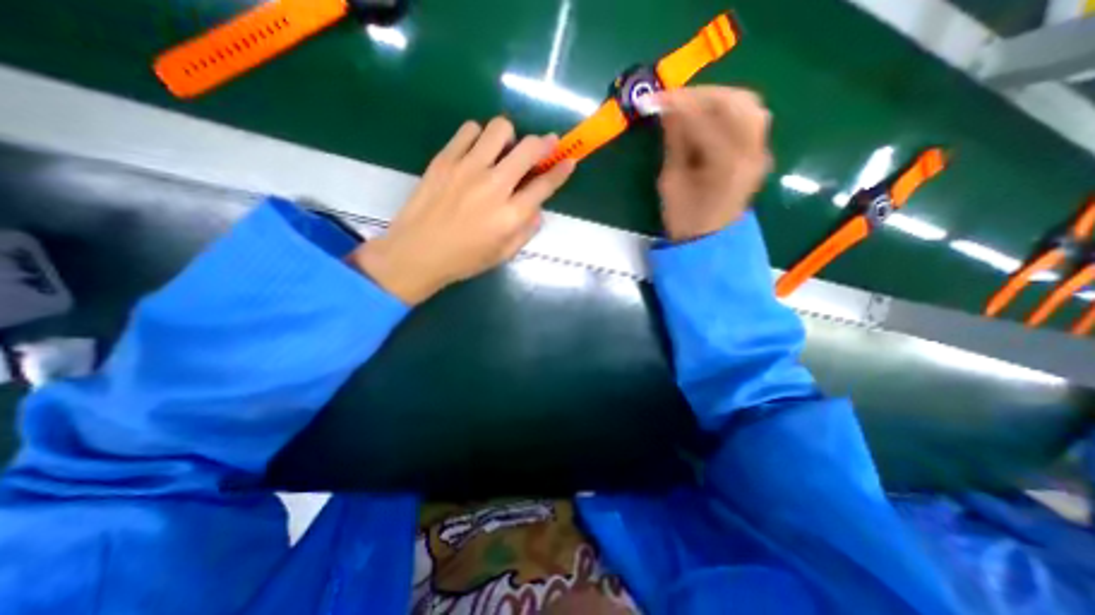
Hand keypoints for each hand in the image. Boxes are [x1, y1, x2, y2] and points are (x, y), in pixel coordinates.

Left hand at [350, 118, 574, 305]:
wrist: (417, 252)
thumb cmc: (464, 259)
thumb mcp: (503, 255)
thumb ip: (526, 231)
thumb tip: (537, 209)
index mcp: (511, 215)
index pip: (545, 185)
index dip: (561, 170)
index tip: (569, 159)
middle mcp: (495, 186)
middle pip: (528, 149)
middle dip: (543, 144)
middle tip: (543, 146)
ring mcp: (468, 168)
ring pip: (500, 129)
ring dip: (509, 137)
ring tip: (503, 150)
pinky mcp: (445, 159)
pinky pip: (469, 130)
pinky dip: (479, 136)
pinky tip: (476, 151)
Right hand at [653, 83, 772, 242]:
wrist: (708, 242)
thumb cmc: (684, 219)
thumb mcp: (671, 182)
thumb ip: (674, 142)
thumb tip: (669, 111)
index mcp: (726, 163)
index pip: (704, 118)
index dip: (678, 104)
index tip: (656, 98)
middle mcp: (752, 151)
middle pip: (734, 102)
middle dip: (701, 95)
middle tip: (674, 101)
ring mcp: (761, 151)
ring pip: (747, 105)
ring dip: (718, 98)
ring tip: (691, 106)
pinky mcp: (760, 153)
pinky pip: (750, 118)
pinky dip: (730, 109)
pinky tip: (710, 117)